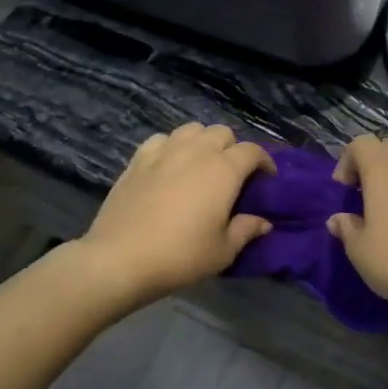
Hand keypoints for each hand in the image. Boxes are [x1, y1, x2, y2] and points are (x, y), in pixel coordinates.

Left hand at [80, 124, 274, 302]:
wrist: (120, 259)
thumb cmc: (181, 256)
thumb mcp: (223, 251)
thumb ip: (246, 230)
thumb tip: (263, 222)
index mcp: (223, 170)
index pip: (252, 151)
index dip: (264, 161)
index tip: (267, 179)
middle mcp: (196, 152)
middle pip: (222, 133)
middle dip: (233, 148)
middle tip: (233, 174)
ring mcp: (164, 152)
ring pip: (191, 129)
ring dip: (203, 141)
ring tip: (201, 163)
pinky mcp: (138, 160)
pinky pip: (161, 139)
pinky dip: (171, 146)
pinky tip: (169, 164)